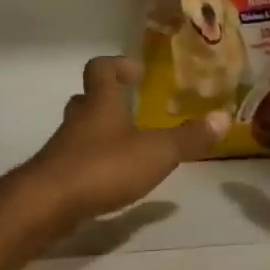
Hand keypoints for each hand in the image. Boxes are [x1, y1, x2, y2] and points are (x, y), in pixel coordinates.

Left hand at [16, 56, 226, 229]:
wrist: (46, 204)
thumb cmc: (102, 167)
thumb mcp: (155, 153)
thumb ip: (188, 138)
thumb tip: (223, 117)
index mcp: (100, 104)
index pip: (101, 69)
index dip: (117, 65)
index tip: (136, 71)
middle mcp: (78, 120)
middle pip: (87, 99)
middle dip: (107, 99)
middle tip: (131, 106)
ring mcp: (63, 148)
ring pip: (80, 130)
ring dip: (100, 132)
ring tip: (127, 145)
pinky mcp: (56, 175)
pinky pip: (76, 159)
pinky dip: (93, 162)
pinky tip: (110, 179)